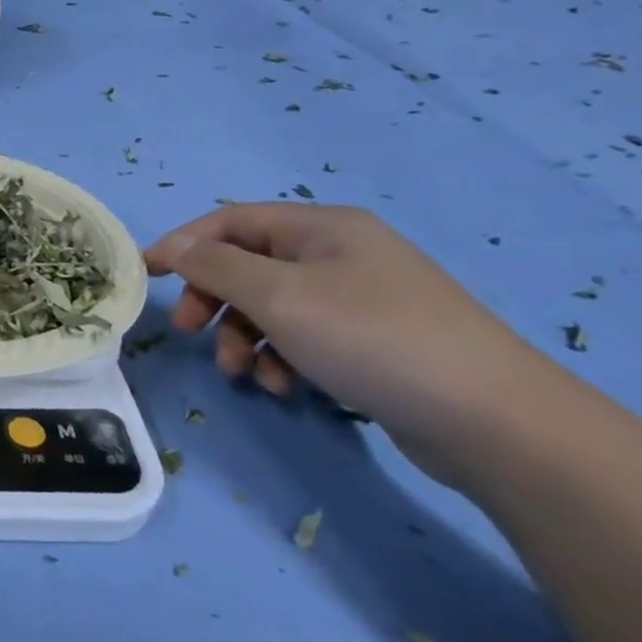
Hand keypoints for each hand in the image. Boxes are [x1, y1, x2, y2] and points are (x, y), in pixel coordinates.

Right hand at [144, 204, 551, 485]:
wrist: (494, 420)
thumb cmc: (371, 339)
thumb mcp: (278, 296)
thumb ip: (216, 266)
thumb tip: (174, 247)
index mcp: (322, 228)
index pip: (231, 220)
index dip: (183, 244)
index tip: (147, 276)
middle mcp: (340, 253)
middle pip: (249, 265)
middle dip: (214, 300)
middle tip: (189, 331)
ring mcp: (361, 298)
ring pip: (272, 306)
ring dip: (244, 337)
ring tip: (244, 373)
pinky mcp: (374, 341)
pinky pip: (305, 337)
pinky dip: (282, 357)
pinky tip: (285, 386)